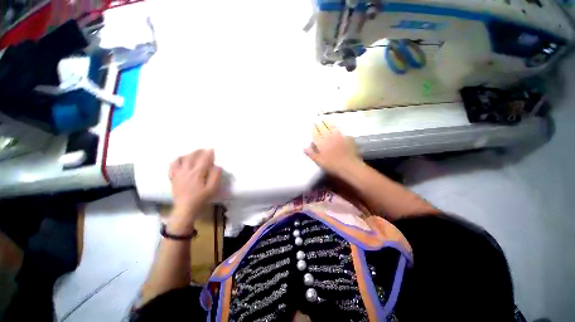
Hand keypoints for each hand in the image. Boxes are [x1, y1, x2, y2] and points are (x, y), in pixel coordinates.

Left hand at [169, 149, 221, 222]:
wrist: (186, 209)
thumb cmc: (202, 198)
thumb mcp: (213, 188)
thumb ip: (216, 176)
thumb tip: (217, 166)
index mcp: (197, 173)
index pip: (204, 159)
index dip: (208, 153)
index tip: (212, 149)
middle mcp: (186, 171)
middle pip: (191, 157)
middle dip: (198, 151)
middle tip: (204, 149)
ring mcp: (178, 174)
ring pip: (181, 159)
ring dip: (188, 154)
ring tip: (193, 153)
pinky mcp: (173, 178)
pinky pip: (172, 165)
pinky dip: (177, 160)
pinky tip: (180, 160)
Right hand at [304, 121, 361, 175]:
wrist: (349, 165)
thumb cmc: (332, 164)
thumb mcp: (319, 161)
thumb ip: (311, 153)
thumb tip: (304, 148)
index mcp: (321, 142)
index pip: (315, 132)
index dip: (313, 128)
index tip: (311, 124)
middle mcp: (329, 136)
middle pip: (323, 126)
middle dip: (319, 123)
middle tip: (317, 121)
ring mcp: (338, 135)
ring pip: (331, 126)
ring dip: (327, 122)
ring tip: (325, 120)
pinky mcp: (346, 137)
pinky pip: (340, 129)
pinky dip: (336, 127)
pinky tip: (336, 127)